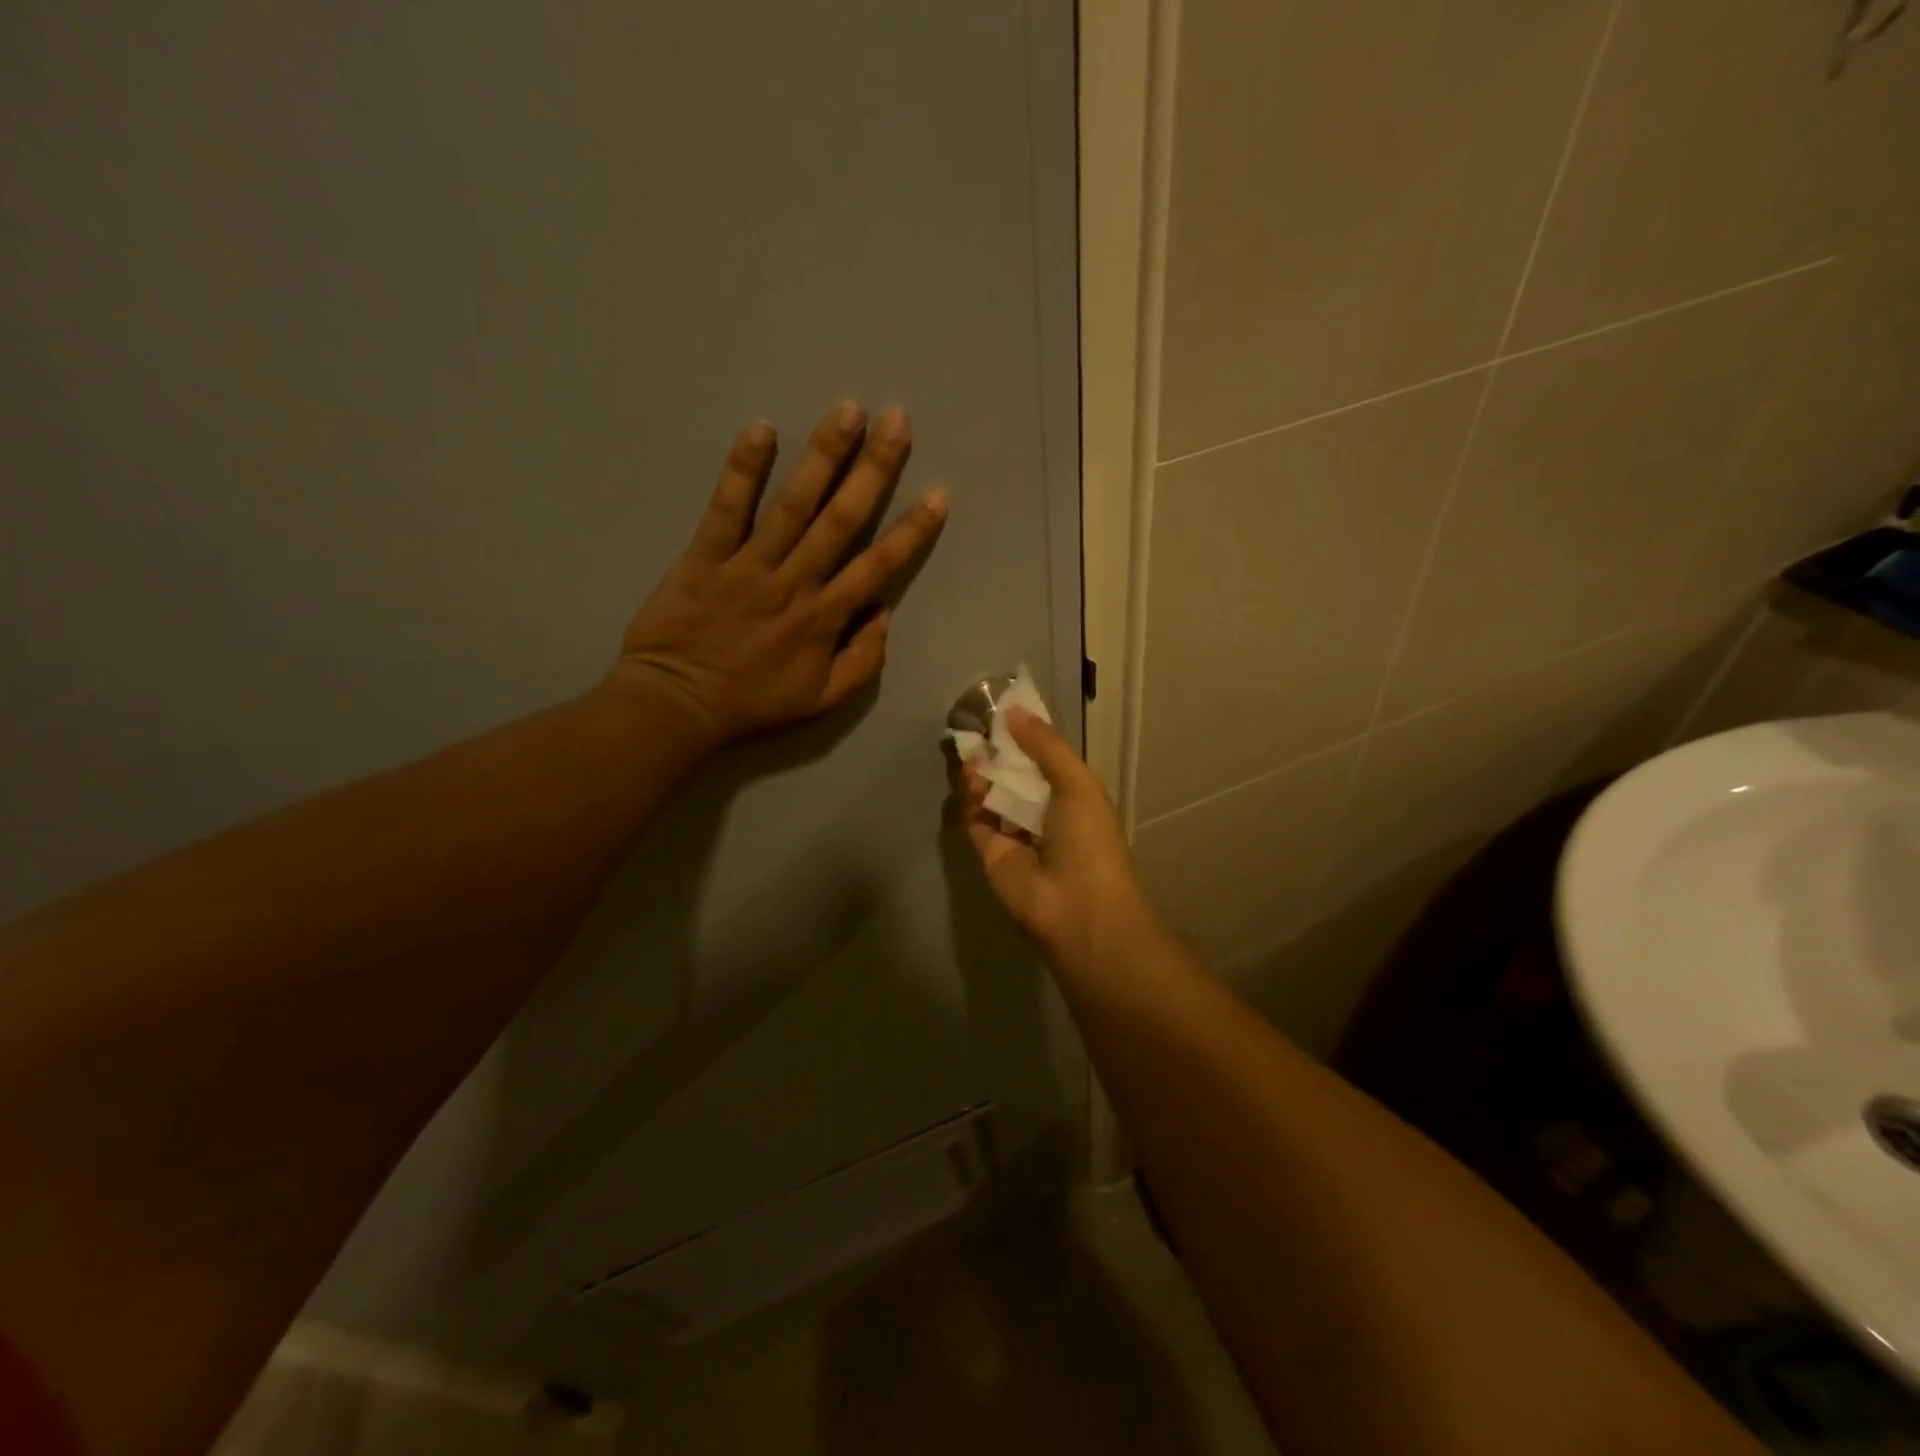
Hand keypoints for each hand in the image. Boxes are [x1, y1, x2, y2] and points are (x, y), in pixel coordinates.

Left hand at [615, 402, 946, 744]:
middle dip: (873, 468)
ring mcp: (749, 565)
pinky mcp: (705, 555)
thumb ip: (863, 660)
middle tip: (897, 421)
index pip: (878, 566)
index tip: (937, 495)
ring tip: (847, 411)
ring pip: (793, 504)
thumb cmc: (753, 703)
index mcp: (825, 617)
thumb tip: (883, 612)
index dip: (912, 531)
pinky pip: (726, 507)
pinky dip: (743, 469)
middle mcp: (795, 582)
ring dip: (823, 456)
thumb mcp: (823, 700)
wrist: (677, 705)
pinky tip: (761, 429)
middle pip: (842, 519)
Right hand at [960, 707, 1155, 965]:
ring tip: (973, 752)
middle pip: (1013, 775)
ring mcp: (1016, 833)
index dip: (1025, 736)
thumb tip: (1013, 711)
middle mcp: (1043, 812)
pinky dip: (971, 797)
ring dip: (982, 771)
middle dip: (997, 752)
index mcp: (1072, 796)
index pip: (1044, 759)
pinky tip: (971, 777)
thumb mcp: (1077, 783)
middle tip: (978, 726)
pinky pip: (976, 817)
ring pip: (991, 794)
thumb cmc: (1088, 841)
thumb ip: (1045, 746)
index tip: (1003, 710)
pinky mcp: (990, 852)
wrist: (1077, 909)